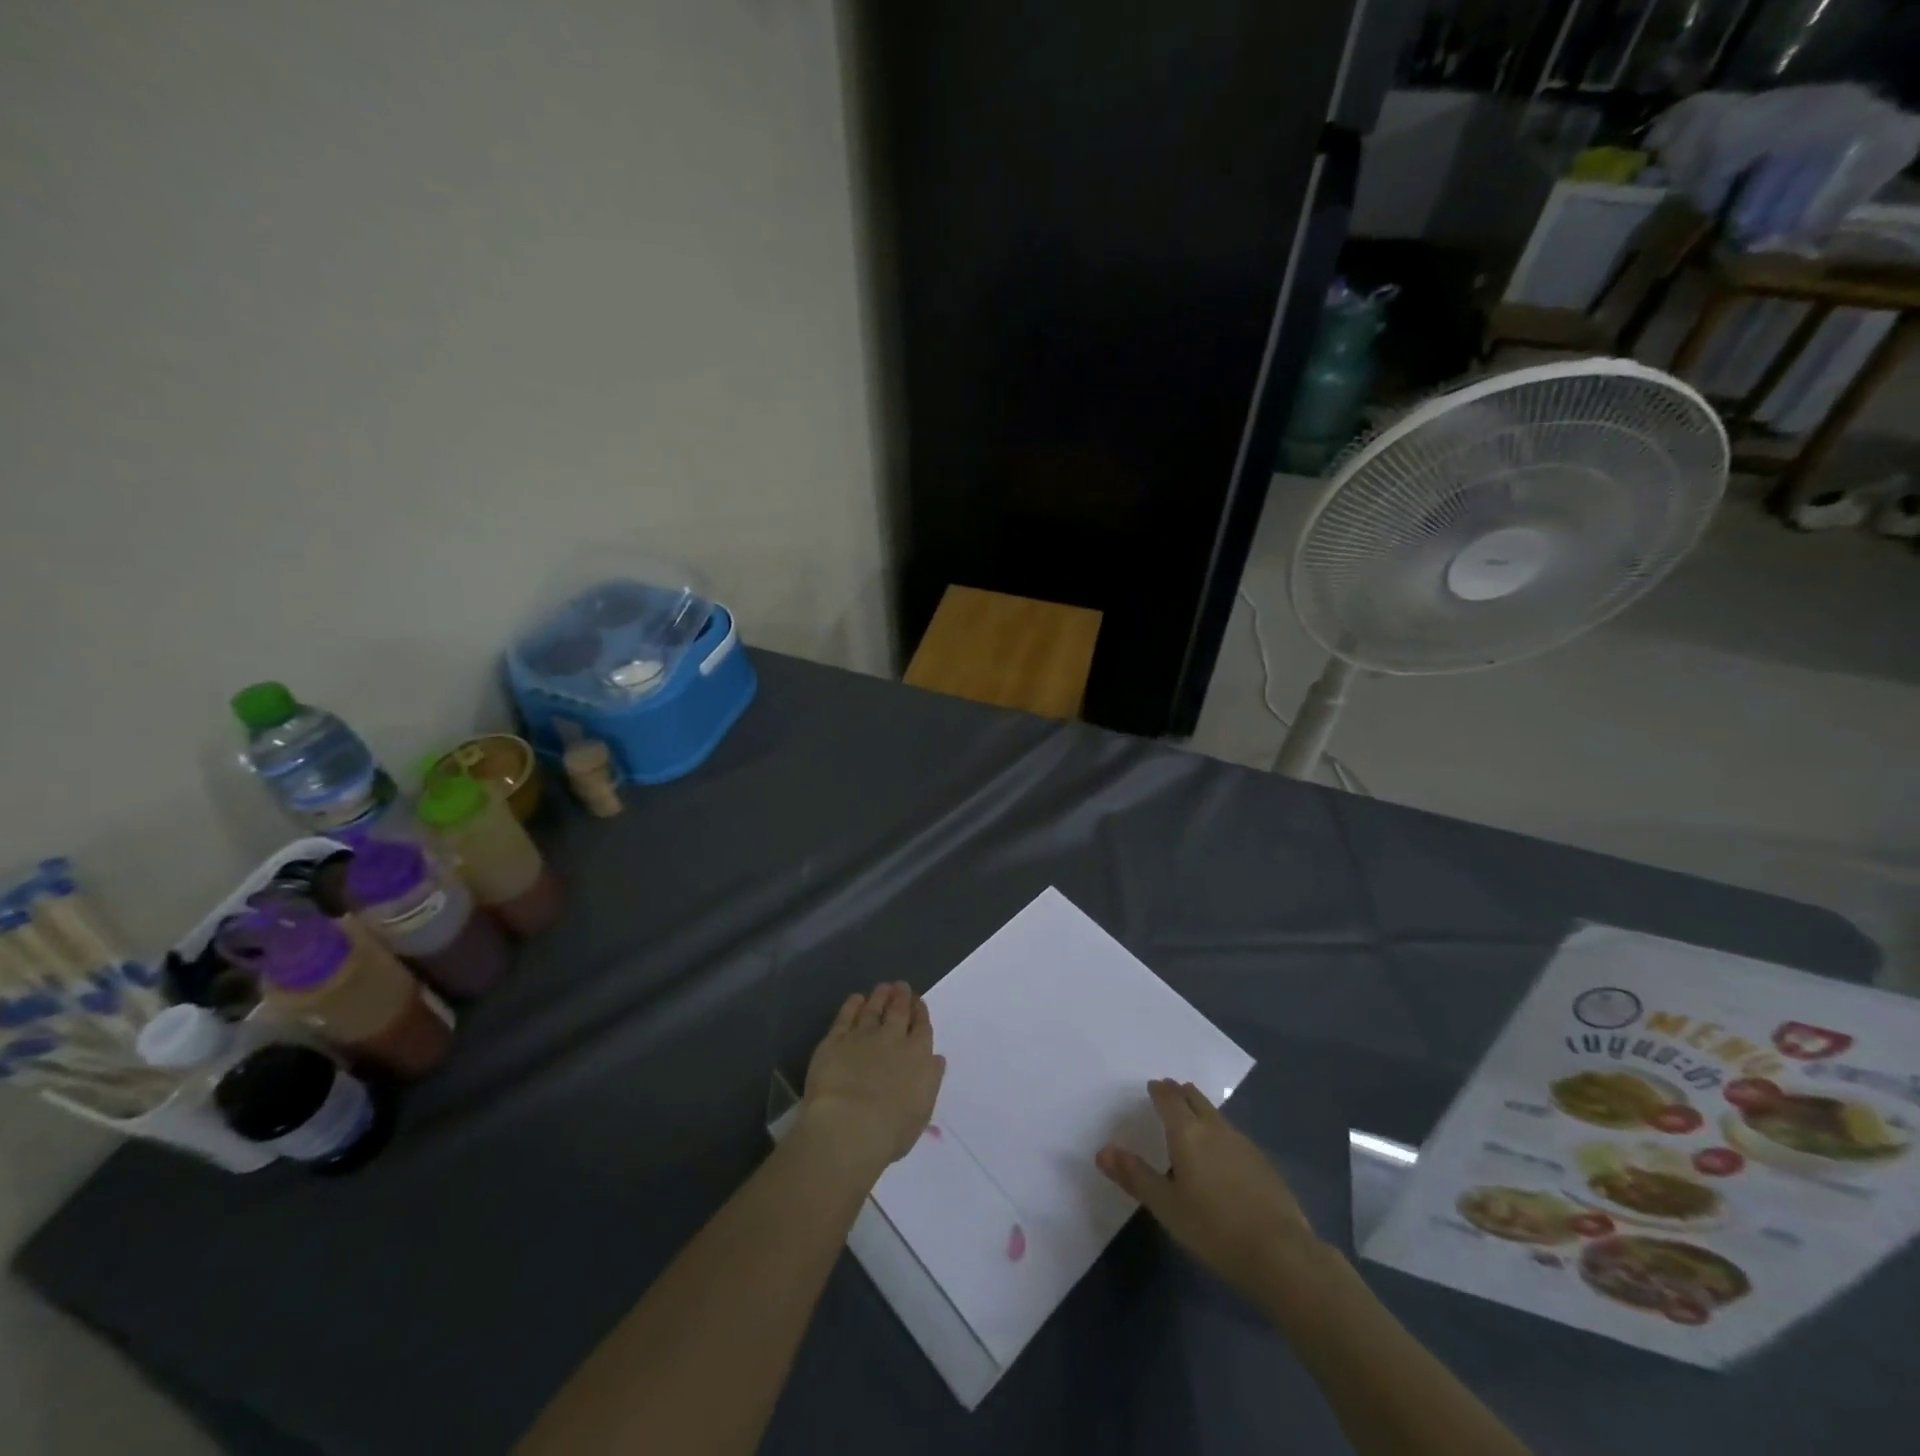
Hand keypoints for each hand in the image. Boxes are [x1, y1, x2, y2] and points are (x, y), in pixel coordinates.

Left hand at [800, 982, 944, 1186]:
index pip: (922, 1027)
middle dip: (901, 997)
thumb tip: (935, 1058)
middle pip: (898, 1011)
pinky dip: (852, 1005)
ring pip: (873, 1008)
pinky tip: (855, 999)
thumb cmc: (890, 1131)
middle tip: (901, 986)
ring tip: (882, 988)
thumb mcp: (922, 1111)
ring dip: (879, 996)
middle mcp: (892, 1039)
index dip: (920, 1013)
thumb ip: (929, 1080)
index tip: (918, 1003)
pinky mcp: (835, 1040)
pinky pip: (845, 1016)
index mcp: (918, 1056)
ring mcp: (863, 1036)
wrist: (849, 1126)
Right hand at [1097, 1079, 1319, 1299]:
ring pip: (1215, 1115)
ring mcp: (1242, 1142)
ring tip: (1191, 1121)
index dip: (1159, 1090)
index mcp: (1187, 1132)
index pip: (1169, 1098)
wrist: (1281, 1254)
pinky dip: (1219, 1133)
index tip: (1152, 1087)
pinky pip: (1232, 1134)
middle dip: (1180, 1093)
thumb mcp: (1166, 1206)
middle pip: (1195, 1098)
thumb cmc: (1214, 1228)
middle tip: (1168, 1095)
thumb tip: (1102, 1151)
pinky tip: (1220, 1155)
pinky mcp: (1262, 1162)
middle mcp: (1215, 1128)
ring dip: (1200, 1111)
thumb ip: (1135, 1176)